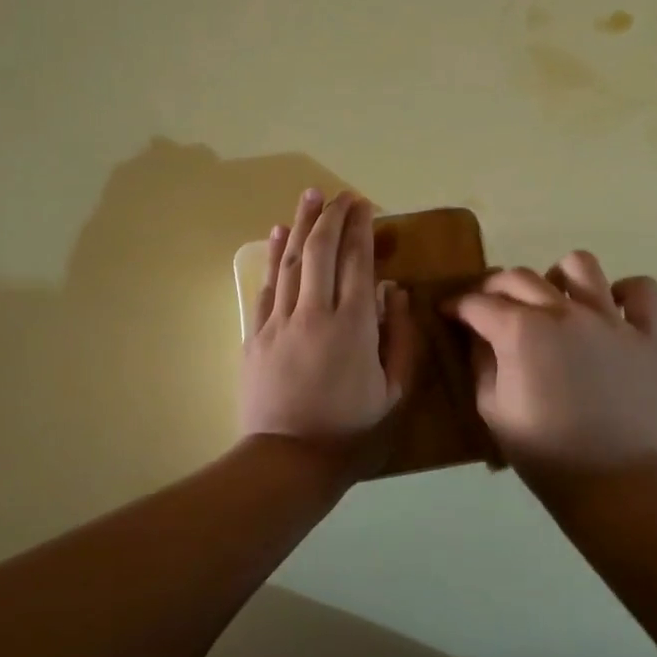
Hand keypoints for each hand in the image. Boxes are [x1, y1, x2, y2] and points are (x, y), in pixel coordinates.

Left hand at [240, 189, 416, 483]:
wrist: (288, 463)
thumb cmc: (352, 433)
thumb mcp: (395, 393)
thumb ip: (400, 338)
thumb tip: (393, 292)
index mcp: (353, 326)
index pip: (357, 262)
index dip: (361, 228)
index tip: (364, 203)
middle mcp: (314, 313)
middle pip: (320, 251)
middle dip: (331, 216)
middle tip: (339, 194)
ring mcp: (279, 323)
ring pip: (289, 261)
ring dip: (299, 225)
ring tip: (308, 196)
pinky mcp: (256, 336)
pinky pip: (265, 287)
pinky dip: (272, 258)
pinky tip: (275, 235)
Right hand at [448, 253, 656, 492]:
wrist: (610, 480)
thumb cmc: (542, 451)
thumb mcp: (491, 408)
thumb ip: (480, 361)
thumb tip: (475, 332)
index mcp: (521, 331)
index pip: (478, 303)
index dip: (457, 305)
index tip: (448, 311)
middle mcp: (563, 311)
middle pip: (520, 277)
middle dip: (494, 286)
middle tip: (488, 306)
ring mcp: (609, 318)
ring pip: (579, 265)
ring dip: (557, 276)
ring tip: (552, 301)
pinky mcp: (645, 333)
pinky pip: (639, 289)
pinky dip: (623, 292)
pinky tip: (608, 310)